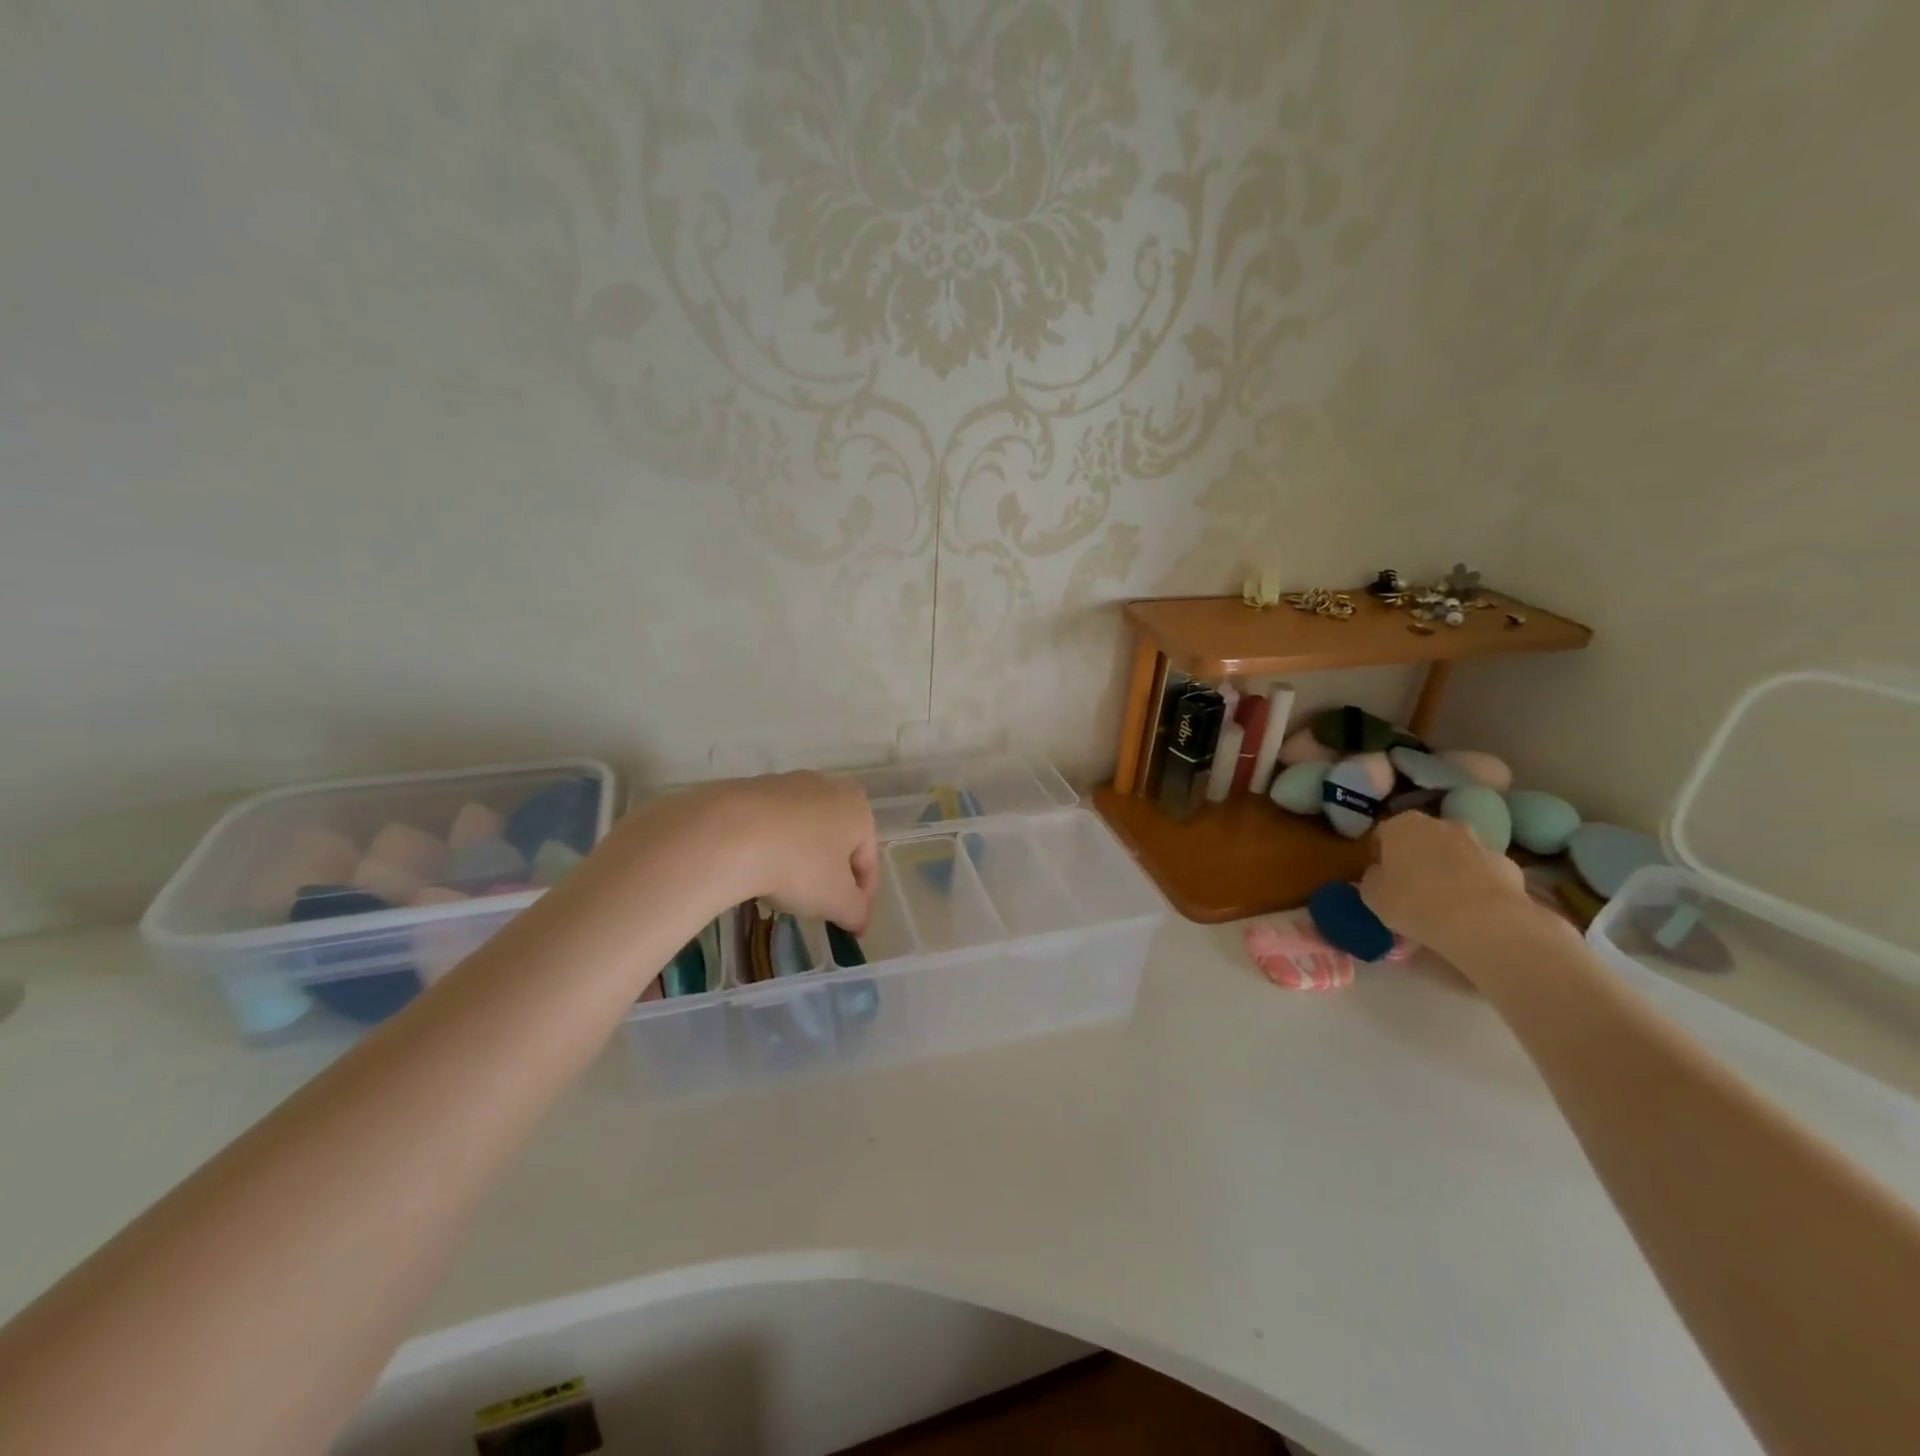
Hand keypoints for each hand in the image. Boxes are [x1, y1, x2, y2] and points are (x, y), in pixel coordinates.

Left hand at [710, 771, 879, 933]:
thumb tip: (857, 918)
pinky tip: (755, 869)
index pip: (869, 861)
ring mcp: (786, 783)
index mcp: (858, 808)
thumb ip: (855, 912)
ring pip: (803, 831)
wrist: (727, 835)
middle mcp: (827, 787)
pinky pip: (770, 826)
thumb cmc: (798, 866)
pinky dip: (770, 847)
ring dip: (800, 860)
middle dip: (831, 875)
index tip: (851, 928)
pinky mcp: (749, 788)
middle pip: (837, 842)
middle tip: (819, 908)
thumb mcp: (836, 901)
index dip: (862, 899)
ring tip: (782, 890)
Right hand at [1359, 812, 1529, 962]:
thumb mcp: (1372, 894)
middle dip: (1416, 857)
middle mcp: (1440, 824)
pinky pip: (1482, 872)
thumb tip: (1381, 875)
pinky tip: (1472, 910)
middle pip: (1421, 839)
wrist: (1483, 921)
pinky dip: (1475, 885)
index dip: (1378, 856)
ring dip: (1448, 869)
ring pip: (1455, 853)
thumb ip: (1373, 878)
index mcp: (1401, 825)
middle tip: (1410, 887)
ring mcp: (1478, 841)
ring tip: (1444, 901)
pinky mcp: (1507, 864)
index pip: (1381, 834)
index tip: (1379, 878)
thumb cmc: (1414, 902)